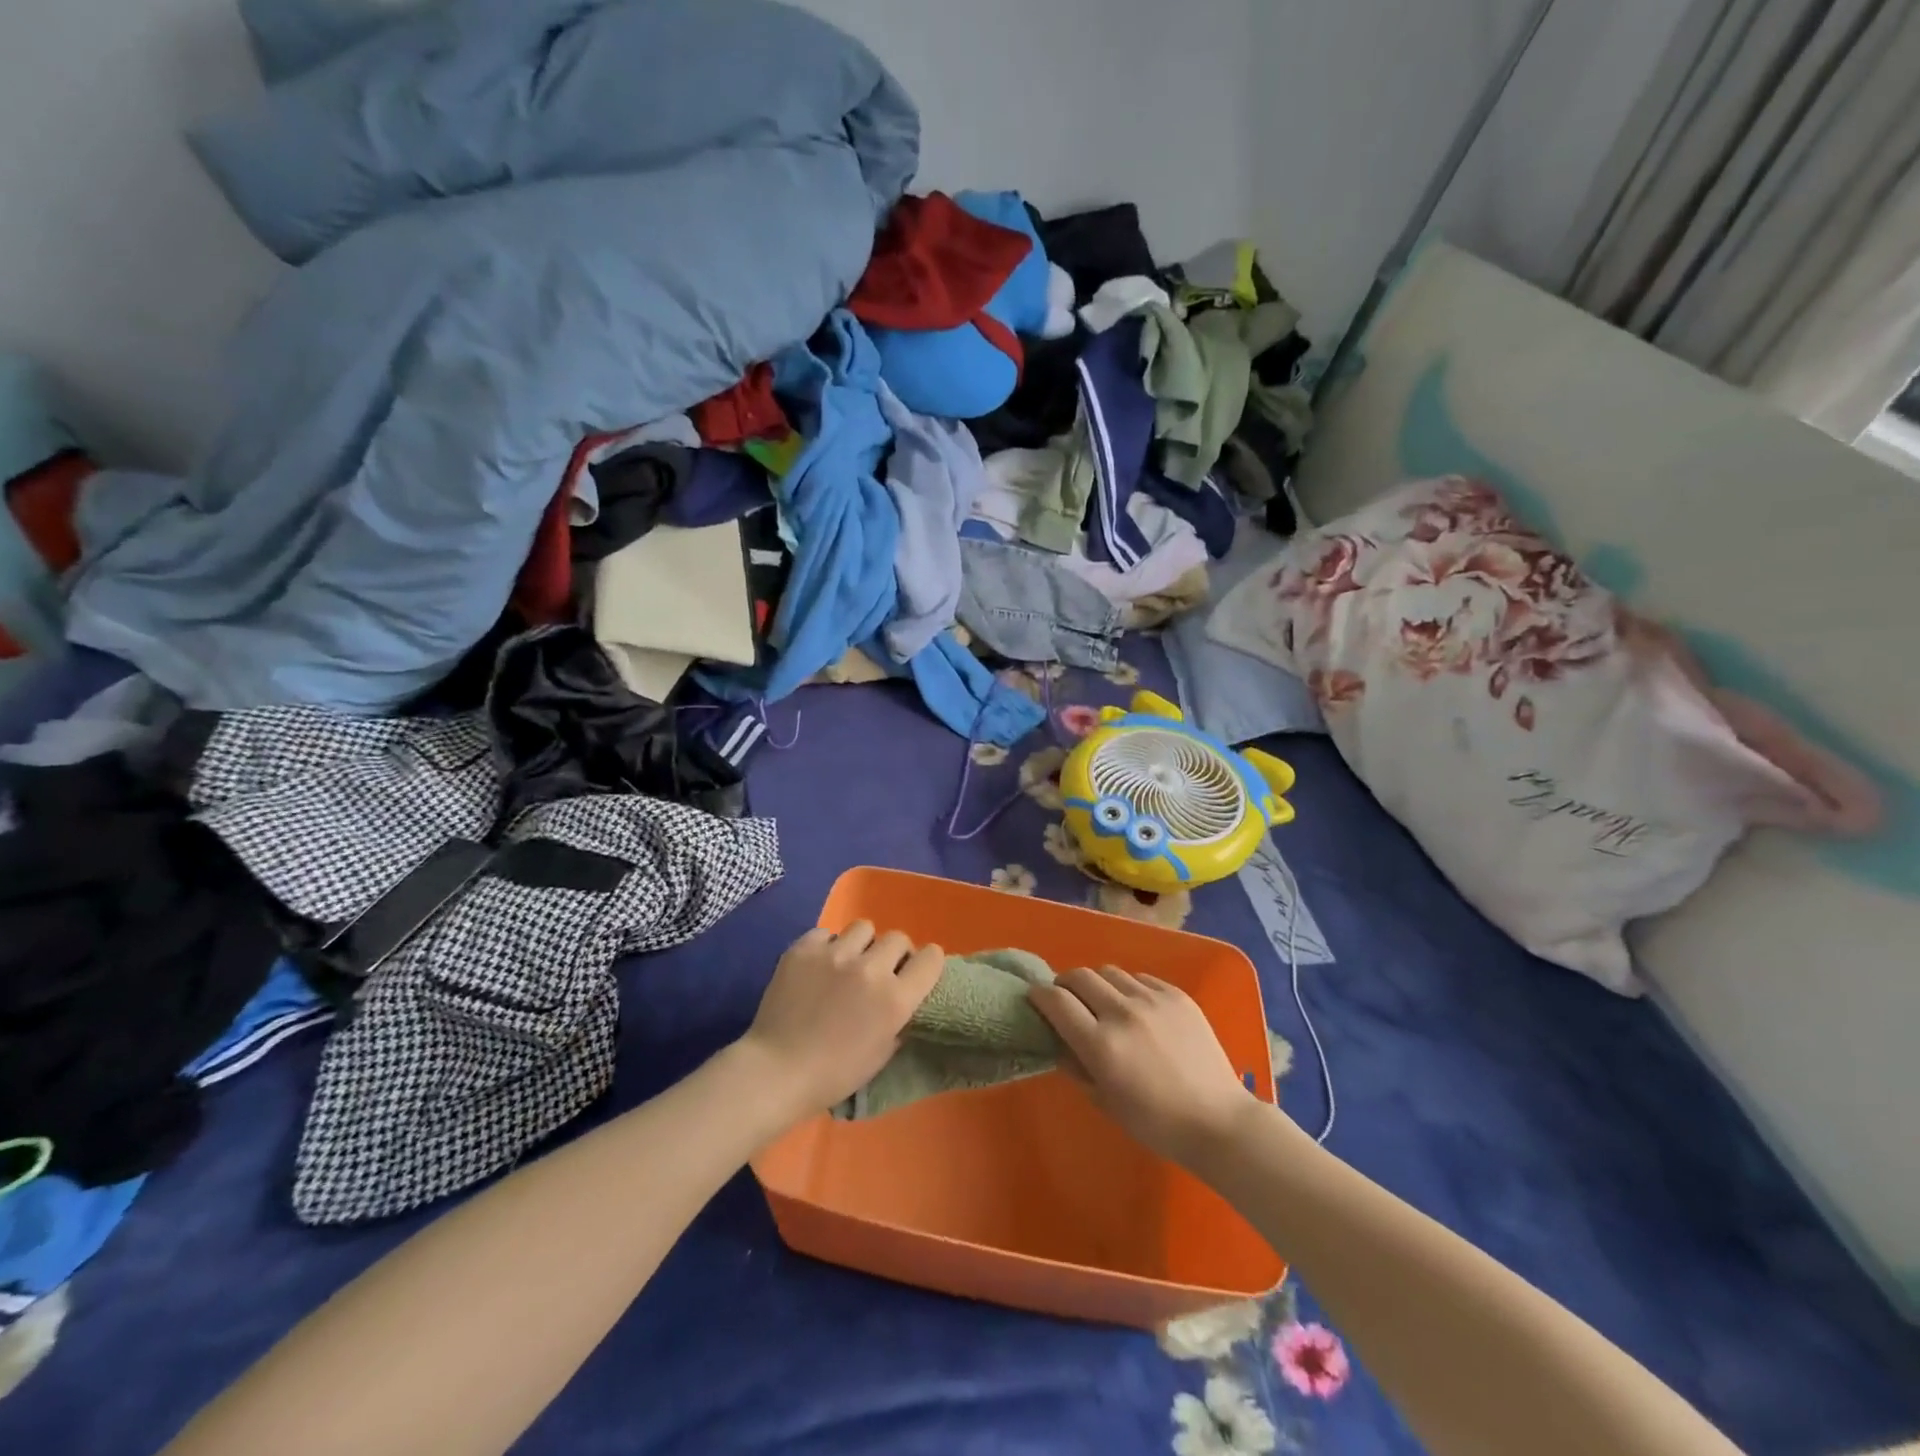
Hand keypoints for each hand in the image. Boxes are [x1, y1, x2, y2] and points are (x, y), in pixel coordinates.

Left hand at [738, 922, 943, 1122]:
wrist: (776, 1071)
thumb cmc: (834, 1074)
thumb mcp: (882, 1053)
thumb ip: (899, 1019)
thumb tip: (902, 997)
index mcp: (895, 999)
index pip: (931, 957)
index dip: (927, 962)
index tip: (916, 971)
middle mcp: (870, 969)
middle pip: (898, 938)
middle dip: (893, 954)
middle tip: (878, 972)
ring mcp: (834, 954)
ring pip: (863, 928)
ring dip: (861, 945)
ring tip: (846, 964)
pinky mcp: (804, 949)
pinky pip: (825, 933)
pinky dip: (826, 947)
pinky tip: (817, 967)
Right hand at [1029, 967, 1262, 1166]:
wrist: (1219, 1121)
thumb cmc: (1156, 1123)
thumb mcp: (1104, 1102)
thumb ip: (1076, 1066)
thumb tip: (1058, 1041)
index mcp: (1100, 1044)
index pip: (1056, 1001)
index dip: (1039, 996)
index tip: (1037, 1000)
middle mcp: (1123, 1013)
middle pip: (1079, 976)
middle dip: (1065, 984)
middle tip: (1067, 999)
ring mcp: (1152, 1000)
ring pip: (1109, 972)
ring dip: (1098, 984)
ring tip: (1104, 1002)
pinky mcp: (1177, 995)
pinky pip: (1141, 978)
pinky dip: (1129, 988)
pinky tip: (1136, 1008)